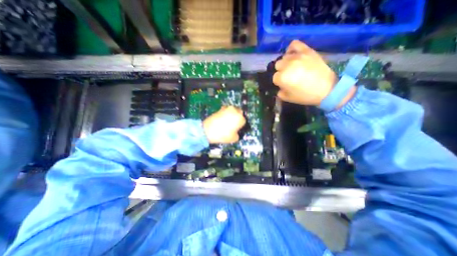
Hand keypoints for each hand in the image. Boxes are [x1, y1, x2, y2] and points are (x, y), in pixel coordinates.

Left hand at [203, 106, 246, 143]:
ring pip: (233, 110)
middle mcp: (235, 111)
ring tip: (228, 121)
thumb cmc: (222, 135)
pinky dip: (226, 113)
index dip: (241, 125)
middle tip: (234, 124)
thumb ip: (238, 134)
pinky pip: (226, 110)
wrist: (207, 130)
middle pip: (240, 113)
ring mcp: (227, 108)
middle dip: (238, 117)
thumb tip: (237, 132)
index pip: (244, 121)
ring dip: (232, 114)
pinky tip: (223, 119)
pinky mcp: (220, 108)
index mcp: (240, 118)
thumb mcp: (234, 138)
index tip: (238, 129)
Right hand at [273, 40, 354, 107]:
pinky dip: (291, 49)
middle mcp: (287, 65)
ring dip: (286, 63)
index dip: (279, 82)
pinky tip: (293, 55)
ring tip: (292, 67)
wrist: (327, 89)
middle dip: (281, 71)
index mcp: (282, 77)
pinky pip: (294, 44)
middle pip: (278, 65)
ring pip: (284, 57)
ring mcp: (297, 56)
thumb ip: (280, 92)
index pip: (275, 77)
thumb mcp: (288, 98)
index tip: (284, 85)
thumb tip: (280, 87)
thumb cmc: (305, 96)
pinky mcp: (306, 51)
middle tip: (288, 76)